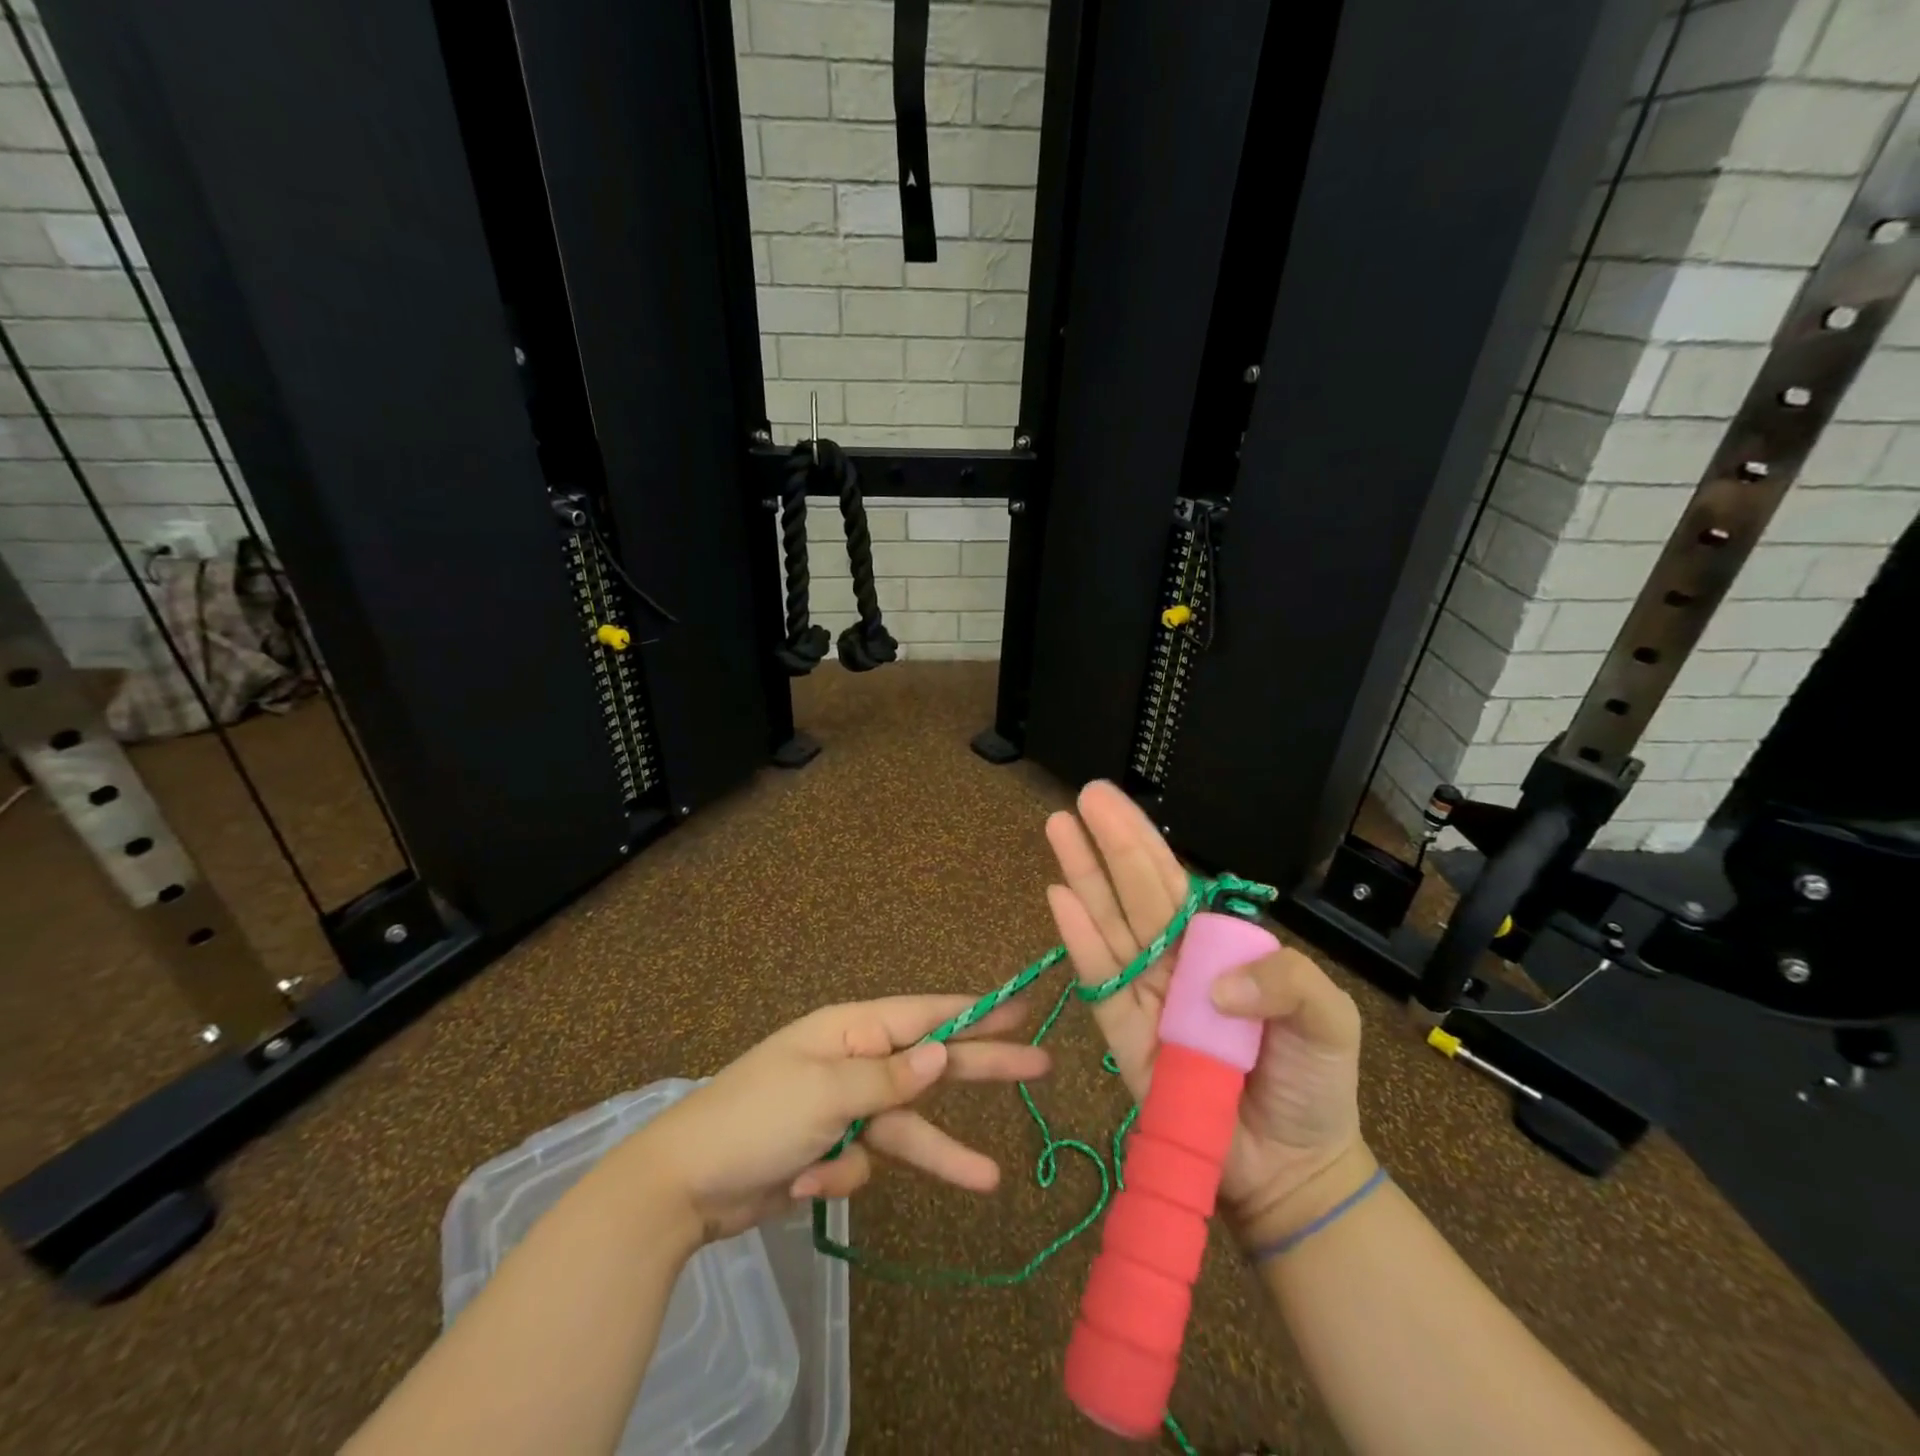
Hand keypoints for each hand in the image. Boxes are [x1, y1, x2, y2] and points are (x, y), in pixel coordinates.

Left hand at [626, 994, 1048, 1242]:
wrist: (685, 1186)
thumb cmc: (756, 1119)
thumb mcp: (825, 1093)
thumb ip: (888, 1078)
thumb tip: (940, 1055)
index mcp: (851, 1031)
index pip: (926, 1015)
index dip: (977, 1011)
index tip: (1022, 1006)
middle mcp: (856, 1061)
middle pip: (931, 1065)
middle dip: (983, 1067)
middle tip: (1040, 1064)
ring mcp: (847, 1108)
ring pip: (907, 1127)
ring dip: (934, 1155)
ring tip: (989, 1178)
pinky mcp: (836, 1150)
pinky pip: (863, 1165)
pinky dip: (841, 1179)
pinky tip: (807, 1184)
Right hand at [1045, 781, 1367, 1244]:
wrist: (1293, 1167)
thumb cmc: (1311, 1084)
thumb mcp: (1327, 1018)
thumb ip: (1285, 980)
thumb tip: (1210, 979)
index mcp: (1215, 946)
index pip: (1172, 881)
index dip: (1142, 840)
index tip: (1112, 800)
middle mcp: (1173, 960)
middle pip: (1134, 891)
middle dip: (1108, 842)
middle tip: (1082, 796)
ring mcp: (1145, 995)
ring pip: (1109, 923)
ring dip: (1083, 875)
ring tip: (1058, 829)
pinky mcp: (1124, 1036)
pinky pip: (1100, 982)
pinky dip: (1079, 940)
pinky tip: (1058, 898)